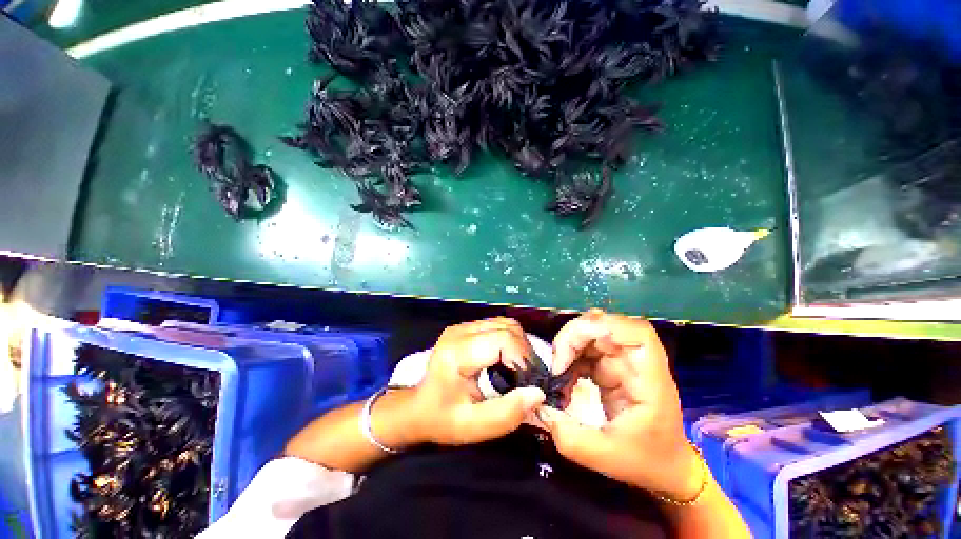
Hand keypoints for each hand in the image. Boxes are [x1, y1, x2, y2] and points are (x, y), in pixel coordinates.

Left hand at [413, 317, 545, 445]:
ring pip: (505, 323)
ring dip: (519, 345)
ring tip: (520, 370)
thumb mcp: (473, 426)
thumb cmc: (442, 419)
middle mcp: (460, 331)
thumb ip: (506, 413)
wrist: (417, 407)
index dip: (523, 359)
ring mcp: (463, 326)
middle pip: (507, 327)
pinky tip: (508, 361)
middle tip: (529, 378)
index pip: (503, 340)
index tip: (530, 383)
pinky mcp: (467, 328)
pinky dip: (511, 341)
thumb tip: (537, 393)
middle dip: (524, 352)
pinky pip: (498, 326)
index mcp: (457, 352)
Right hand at [538, 310, 701, 499]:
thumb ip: (570, 438)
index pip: (637, 333)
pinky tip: (562, 378)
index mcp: (650, 379)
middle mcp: (636, 363)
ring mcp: (622, 362)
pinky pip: (585, 350)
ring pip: (592, 334)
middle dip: (575, 336)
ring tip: (557, 373)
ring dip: (569, 346)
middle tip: (557, 364)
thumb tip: (540, 409)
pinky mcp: (610, 367)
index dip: (606, 326)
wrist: (663, 467)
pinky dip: (569, 358)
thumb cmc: (645, 461)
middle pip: (606, 326)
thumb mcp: (607, 458)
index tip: (578, 342)